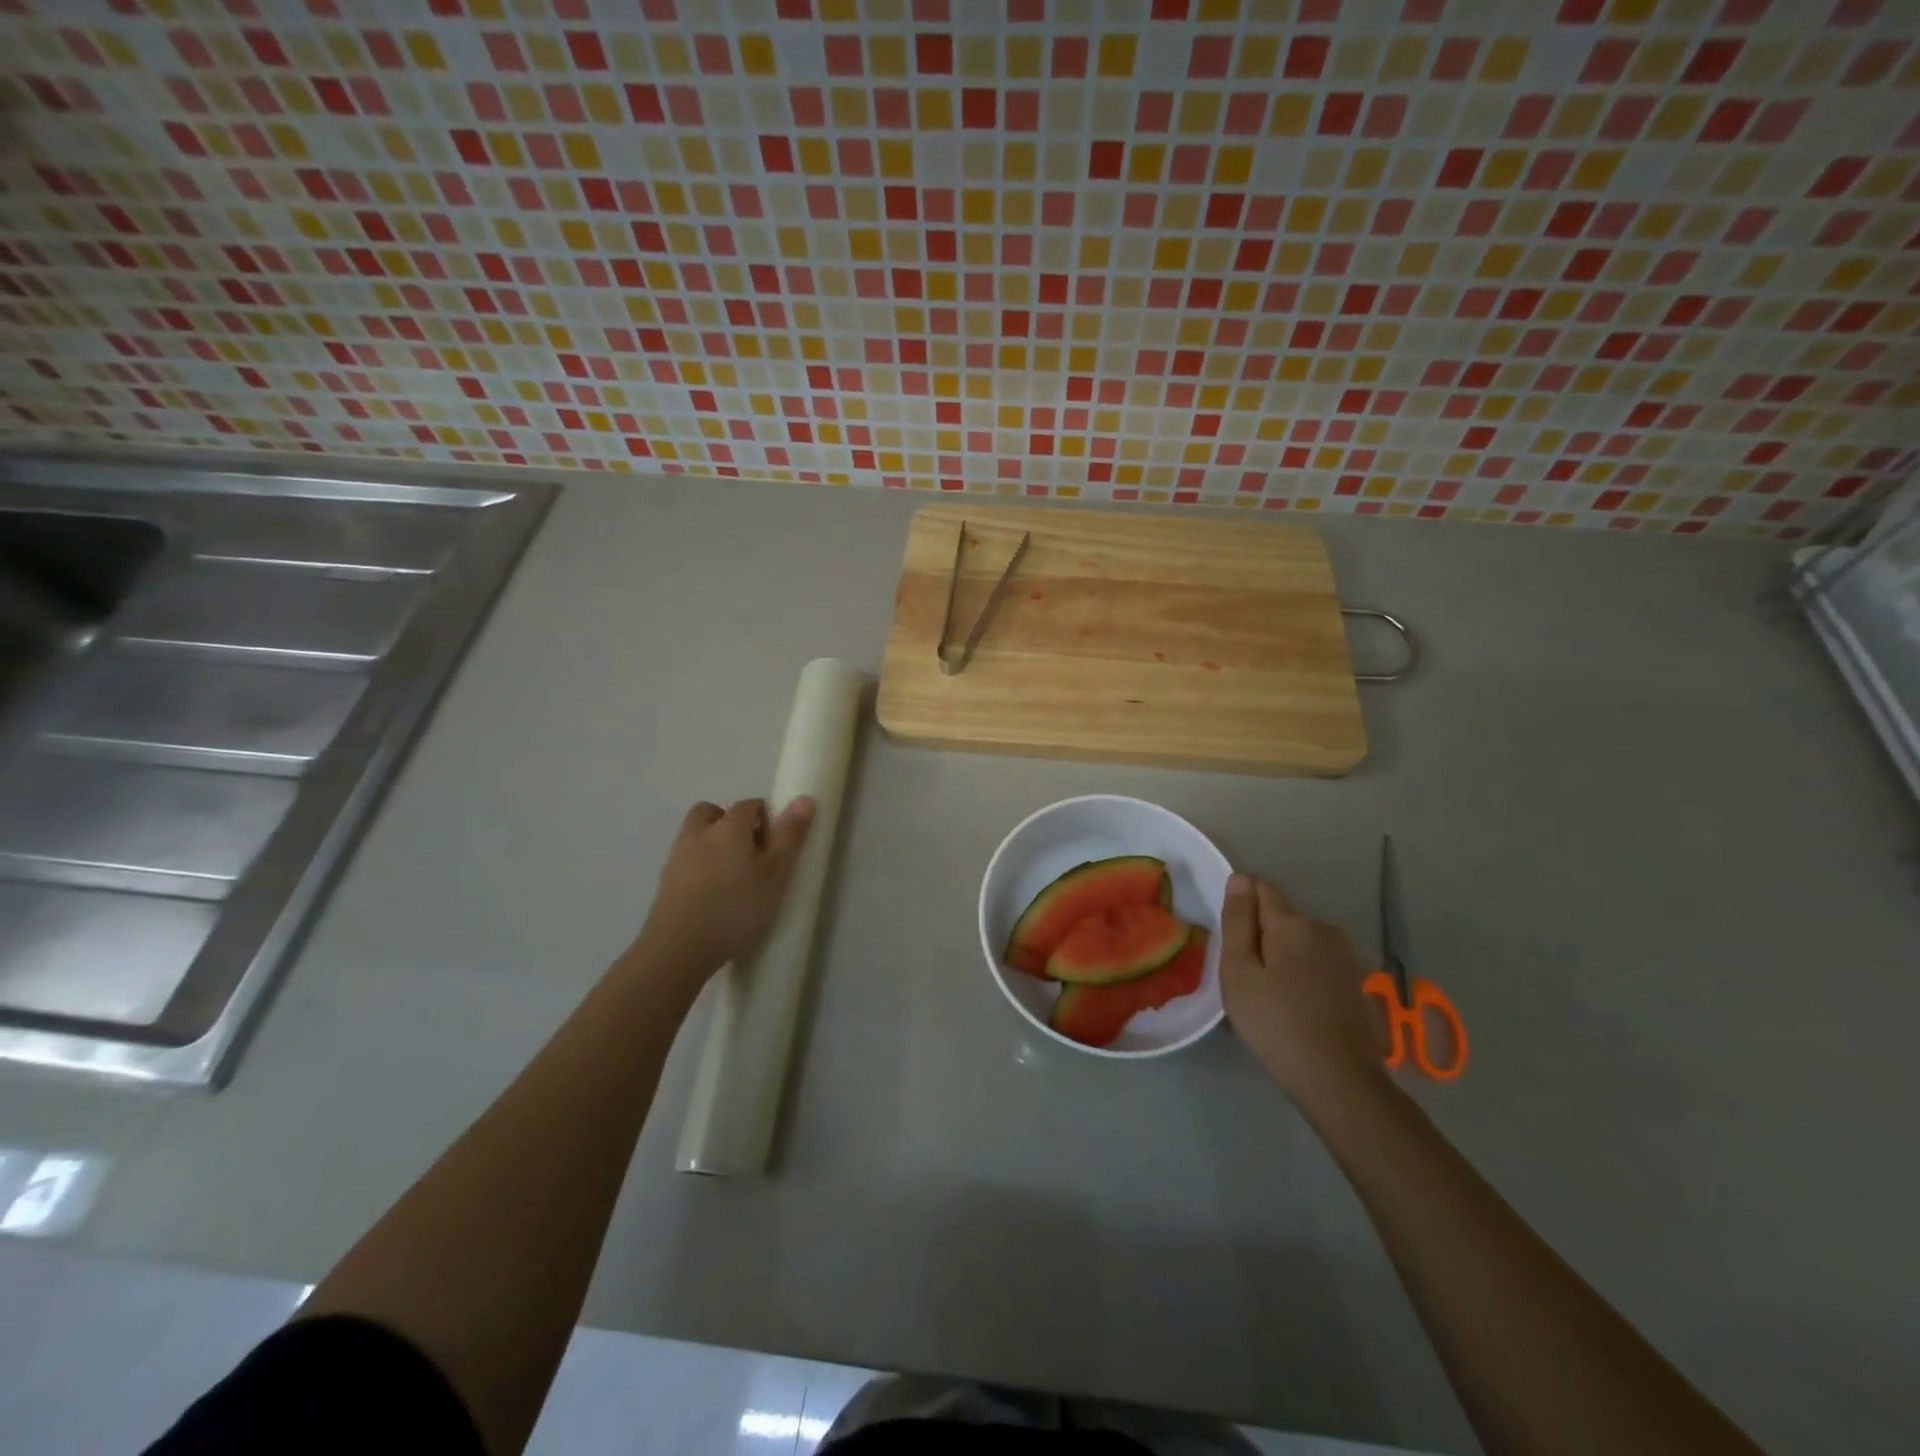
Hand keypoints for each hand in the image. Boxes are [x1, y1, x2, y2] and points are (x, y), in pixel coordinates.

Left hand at [634, 797, 815, 978]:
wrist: (678, 949)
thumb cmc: (736, 908)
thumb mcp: (776, 874)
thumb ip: (790, 836)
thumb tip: (804, 798)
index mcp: (728, 827)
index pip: (750, 805)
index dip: (767, 817)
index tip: (778, 843)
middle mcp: (699, 833)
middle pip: (712, 812)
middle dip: (730, 822)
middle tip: (750, 851)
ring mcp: (677, 857)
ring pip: (696, 836)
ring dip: (713, 843)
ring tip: (733, 875)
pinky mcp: (665, 883)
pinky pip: (686, 861)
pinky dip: (700, 866)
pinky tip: (713, 894)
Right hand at [1219, 873, 1385, 1105]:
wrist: (1340, 1081)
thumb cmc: (1276, 1023)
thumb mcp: (1239, 972)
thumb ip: (1238, 921)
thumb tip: (1240, 879)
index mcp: (1293, 923)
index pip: (1260, 889)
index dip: (1240, 906)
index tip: (1230, 940)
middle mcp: (1325, 929)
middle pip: (1281, 918)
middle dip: (1261, 936)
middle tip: (1244, 978)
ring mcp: (1347, 957)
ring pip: (1300, 943)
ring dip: (1283, 958)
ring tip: (1269, 998)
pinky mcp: (1358, 983)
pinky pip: (1318, 965)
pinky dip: (1303, 976)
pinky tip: (1296, 1009)